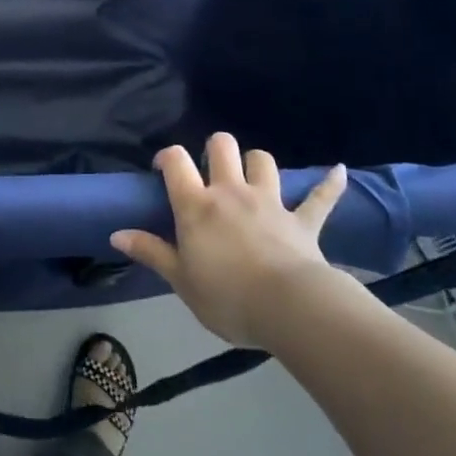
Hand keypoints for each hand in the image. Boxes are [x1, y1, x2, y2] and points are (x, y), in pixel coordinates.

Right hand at [111, 132, 352, 348]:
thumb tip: (116, 233)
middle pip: (222, 147)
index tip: (164, 169)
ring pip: (263, 162)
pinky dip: (329, 183)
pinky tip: (339, 171)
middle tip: (210, 170)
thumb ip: (151, 252)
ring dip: (256, 163)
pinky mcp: (303, 221)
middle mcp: (231, 192)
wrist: (289, 309)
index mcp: (197, 205)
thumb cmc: (227, 296)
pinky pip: (320, 197)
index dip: (168, 156)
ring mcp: (269, 202)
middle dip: (214, 149)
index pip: (176, 161)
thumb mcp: (181, 280)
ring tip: (252, 175)